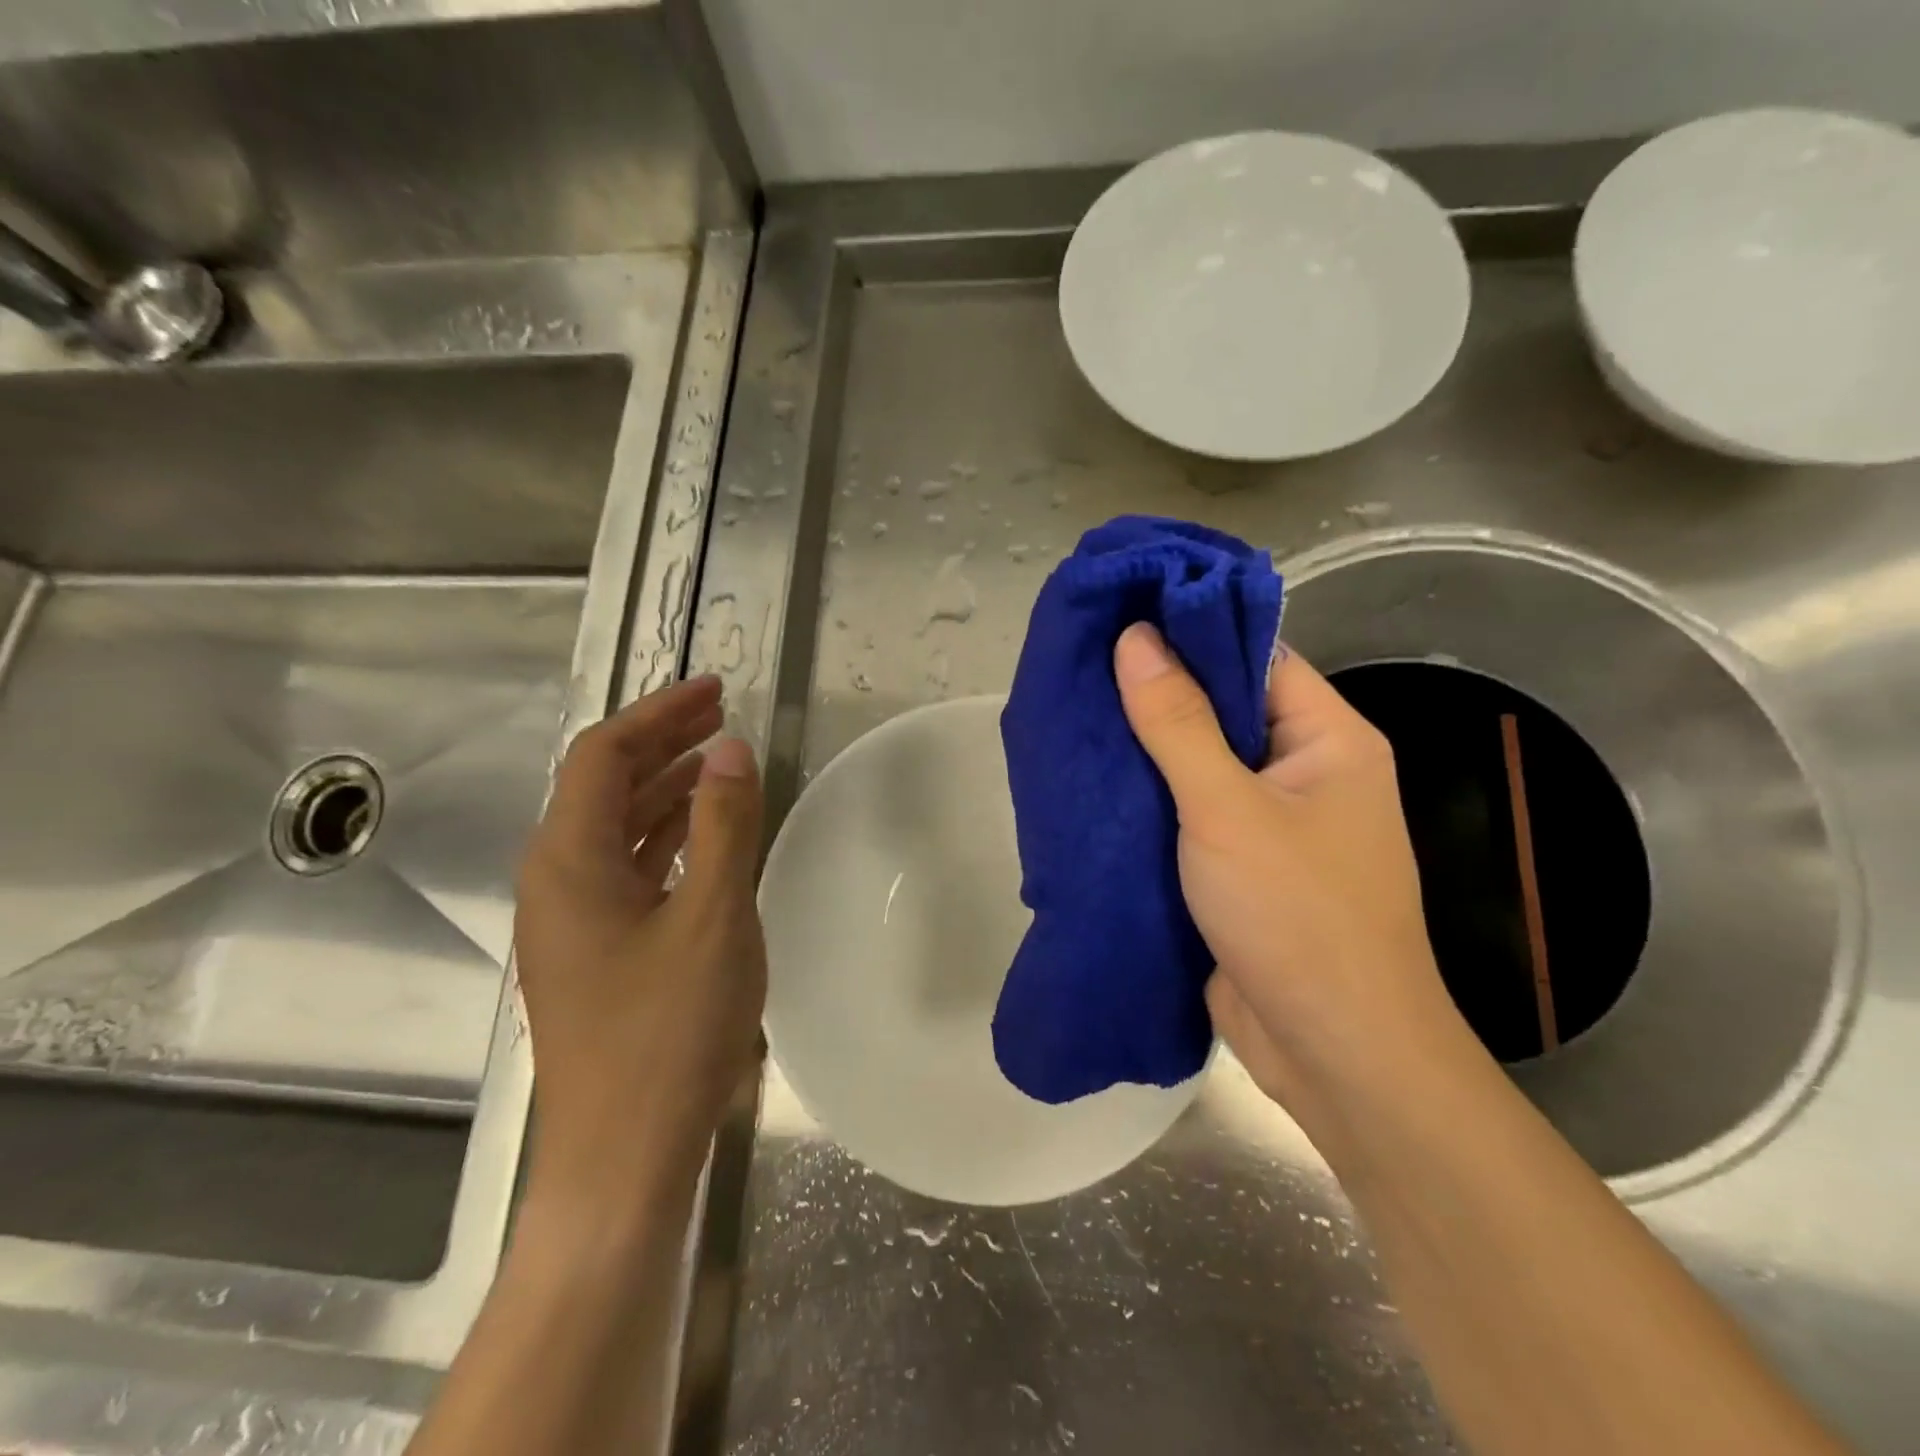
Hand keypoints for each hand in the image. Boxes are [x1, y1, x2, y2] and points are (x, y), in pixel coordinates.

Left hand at [512, 675, 765, 1206]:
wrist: (623, 1158)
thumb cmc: (668, 1033)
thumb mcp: (713, 916)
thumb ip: (724, 825)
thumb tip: (731, 748)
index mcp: (568, 861)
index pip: (603, 755)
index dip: (658, 714)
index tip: (716, 691)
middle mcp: (556, 881)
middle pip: (603, 785)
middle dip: (662, 742)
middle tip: (723, 716)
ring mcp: (573, 920)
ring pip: (616, 827)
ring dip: (666, 787)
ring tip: (721, 763)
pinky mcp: (596, 952)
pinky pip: (628, 868)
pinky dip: (667, 836)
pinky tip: (706, 835)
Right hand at [1112, 624, 1467, 1109]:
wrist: (1334, 1052)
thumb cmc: (1296, 915)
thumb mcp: (1226, 809)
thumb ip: (1177, 722)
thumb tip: (1136, 637)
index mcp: (1329, 739)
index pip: (1256, 657)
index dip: (1191, 631)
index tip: (1120, 615)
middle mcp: (1306, 772)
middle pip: (1226, 710)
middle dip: (1157, 693)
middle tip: (1082, 667)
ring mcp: (1273, 823)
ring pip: (1202, 765)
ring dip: (1147, 750)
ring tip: (1076, 716)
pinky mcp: (1242, 867)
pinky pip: (1192, 815)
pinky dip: (1151, 801)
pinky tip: (1096, 785)